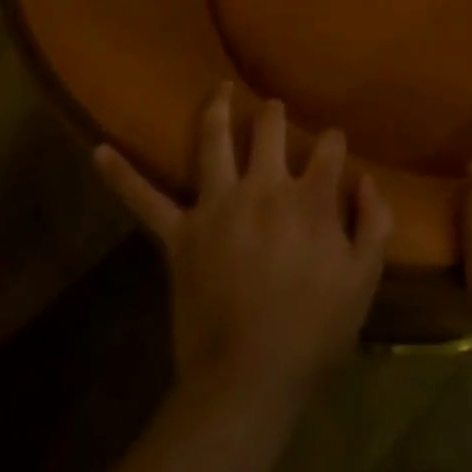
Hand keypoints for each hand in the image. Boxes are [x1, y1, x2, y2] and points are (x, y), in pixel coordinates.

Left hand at [95, 84, 391, 404]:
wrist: (246, 383)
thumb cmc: (312, 332)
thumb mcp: (364, 281)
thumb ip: (374, 223)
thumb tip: (366, 179)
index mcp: (310, 198)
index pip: (330, 147)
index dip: (335, 145)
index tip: (334, 153)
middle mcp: (263, 187)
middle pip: (269, 127)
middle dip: (274, 114)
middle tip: (273, 111)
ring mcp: (216, 206)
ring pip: (213, 141)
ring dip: (216, 109)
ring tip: (219, 88)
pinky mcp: (180, 235)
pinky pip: (145, 200)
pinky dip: (121, 175)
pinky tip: (98, 150)